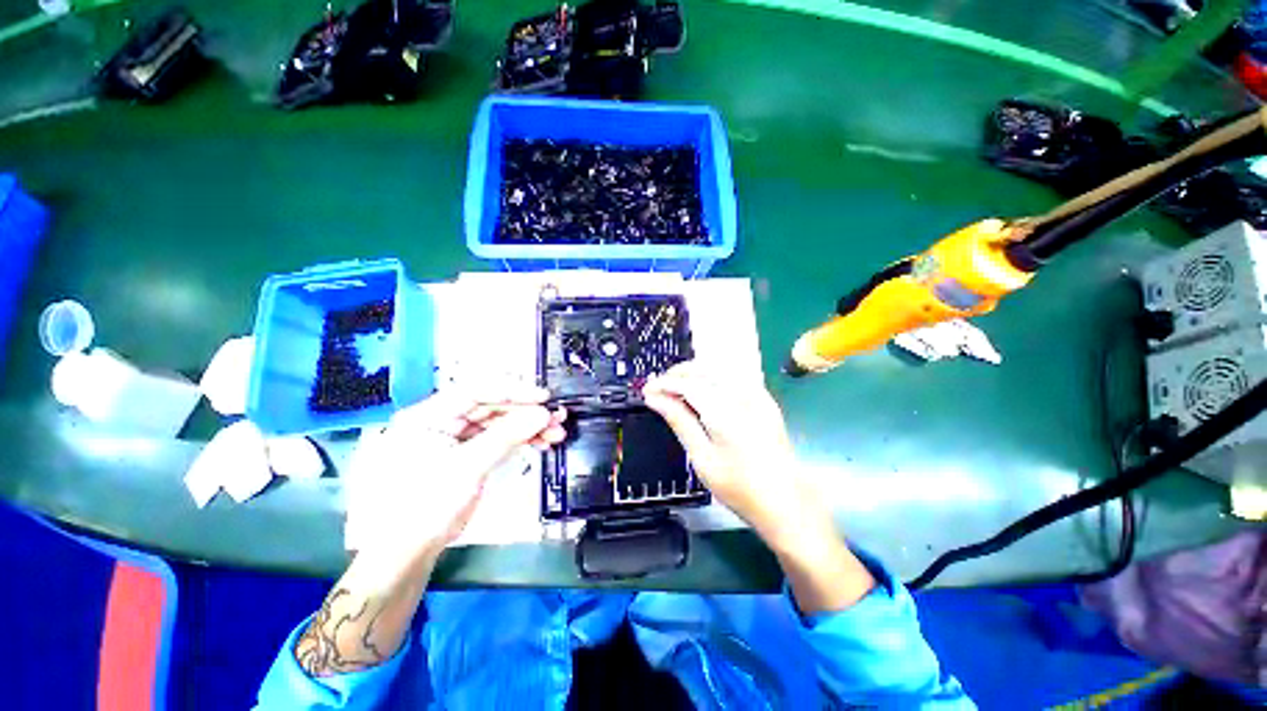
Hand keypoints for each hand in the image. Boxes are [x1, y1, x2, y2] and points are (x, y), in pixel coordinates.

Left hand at [346, 385, 565, 567]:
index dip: (512, 392)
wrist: (408, 552)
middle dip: (526, 412)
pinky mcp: (469, 454)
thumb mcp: (467, 467)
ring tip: (556, 432)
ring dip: (529, 426)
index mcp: (428, 416)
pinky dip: (521, 440)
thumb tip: (542, 414)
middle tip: (555, 417)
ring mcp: (457, 438)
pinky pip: (500, 439)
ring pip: (500, 423)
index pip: (476, 392)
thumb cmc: (424, 507)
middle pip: (492, 407)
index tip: (542, 398)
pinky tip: (542, 442)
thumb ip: (506, 436)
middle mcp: (442, 421)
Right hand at [644, 362, 874, 612]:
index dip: (663, 383)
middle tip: (658, 389)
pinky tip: (701, 391)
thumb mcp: (702, 458)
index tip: (646, 390)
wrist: (786, 502)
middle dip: (677, 373)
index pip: (687, 382)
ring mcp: (757, 393)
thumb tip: (654, 398)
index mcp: (725, 411)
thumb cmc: (739, 487)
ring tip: (675, 389)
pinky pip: (732, 375)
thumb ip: (679, 420)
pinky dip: (711, 377)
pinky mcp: (764, 398)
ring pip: (717, 367)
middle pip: (703, 368)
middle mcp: (743, 394)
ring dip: (693, 373)